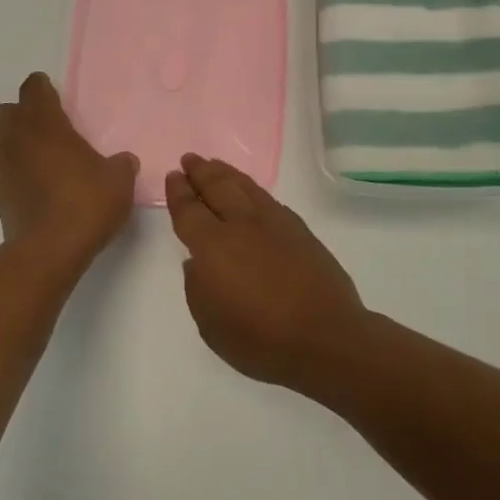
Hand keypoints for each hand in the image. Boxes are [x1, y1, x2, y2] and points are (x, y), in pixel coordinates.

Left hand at [0, 73, 137, 271]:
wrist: (51, 249)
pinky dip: (10, 177)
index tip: (48, 90)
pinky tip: (30, 188)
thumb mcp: (118, 181)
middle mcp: (18, 142)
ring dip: (5, 146)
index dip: (40, 87)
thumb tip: (123, 161)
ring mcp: (2, 171)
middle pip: (2, 114)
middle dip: (17, 115)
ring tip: (28, 157)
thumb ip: (120, 166)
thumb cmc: (87, 203)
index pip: (34, 91)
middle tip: (41, 127)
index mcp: (47, 127)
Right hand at [165, 154, 367, 394]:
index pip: (189, 210)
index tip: (174, 177)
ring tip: (214, 165)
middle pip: (217, 187)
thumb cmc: (261, 340)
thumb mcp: (210, 325)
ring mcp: (274, 223)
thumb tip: (198, 262)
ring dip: (225, 173)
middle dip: (200, 171)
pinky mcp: (299, 229)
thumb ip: (197, 288)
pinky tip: (250, 192)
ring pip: (245, 186)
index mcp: (213, 247)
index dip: (178, 192)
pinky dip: (252, 189)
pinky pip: (267, 198)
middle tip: (190, 159)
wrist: (326, 337)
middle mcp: (241, 225)